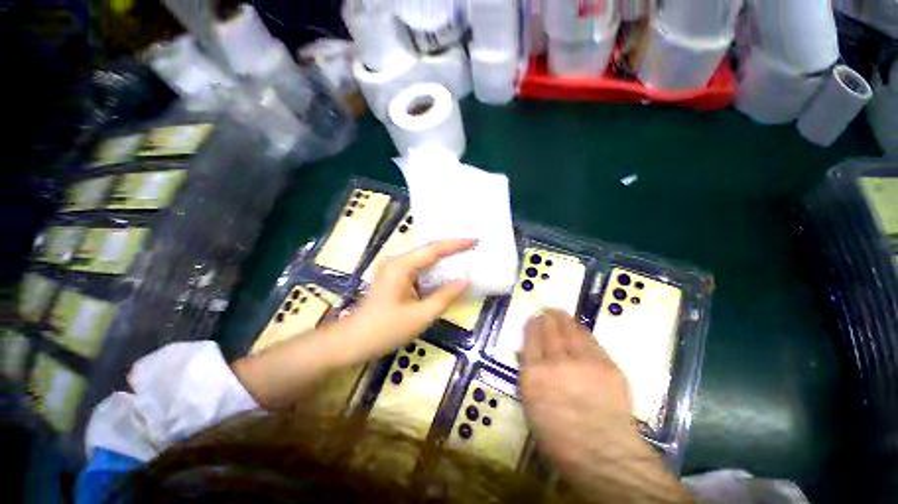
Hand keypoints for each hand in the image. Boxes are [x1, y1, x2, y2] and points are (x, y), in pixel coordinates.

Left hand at [344, 239, 474, 360]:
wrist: (353, 341)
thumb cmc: (386, 330)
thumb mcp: (421, 316)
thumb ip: (445, 296)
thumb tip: (466, 279)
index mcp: (401, 266)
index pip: (434, 249)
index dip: (456, 244)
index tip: (475, 241)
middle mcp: (396, 260)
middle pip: (428, 250)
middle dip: (451, 248)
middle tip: (473, 247)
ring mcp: (393, 267)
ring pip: (423, 258)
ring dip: (443, 258)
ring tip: (464, 256)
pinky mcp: (393, 276)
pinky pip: (418, 267)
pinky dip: (433, 268)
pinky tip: (445, 271)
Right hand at [519, 310, 690, 502]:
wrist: (604, 456)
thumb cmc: (560, 439)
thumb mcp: (532, 407)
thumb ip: (530, 376)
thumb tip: (529, 355)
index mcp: (533, 375)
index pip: (530, 338)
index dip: (532, 325)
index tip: (533, 318)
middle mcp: (555, 363)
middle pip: (549, 329)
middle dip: (547, 318)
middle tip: (547, 312)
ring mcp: (582, 362)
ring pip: (569, 329)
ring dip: (563, 319)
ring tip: (560, 313)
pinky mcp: (606, 365)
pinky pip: (590, 340)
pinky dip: (581, 331)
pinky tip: (578, 328)